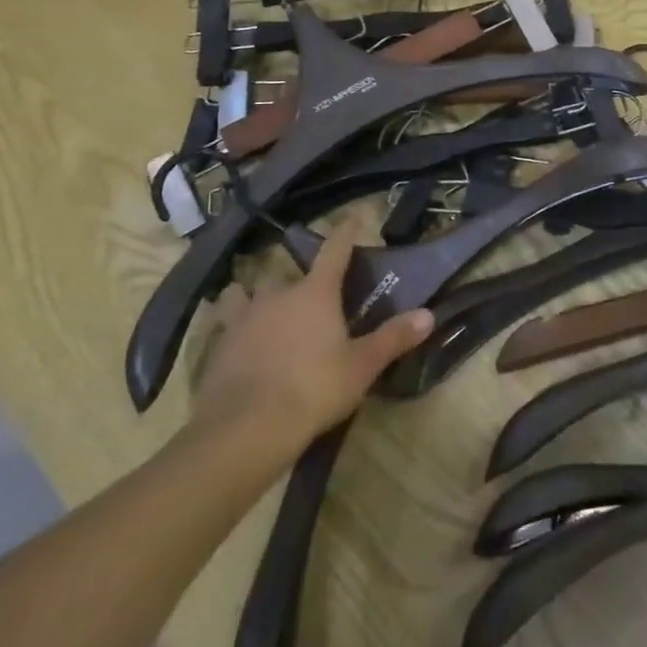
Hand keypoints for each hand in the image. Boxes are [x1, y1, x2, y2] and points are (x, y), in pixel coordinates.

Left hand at [190, 225, 432, 454]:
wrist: (245, 429)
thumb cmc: (313, 389)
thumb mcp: (361, 366)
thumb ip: (393, 338)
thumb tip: (428, 315)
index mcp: (316, 293)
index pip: (334, 250)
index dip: (345, 232)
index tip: (354, 216)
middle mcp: (278, 295)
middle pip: (289, 274)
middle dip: (300, 281)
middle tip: (311, 296)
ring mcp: (243, 319)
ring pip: (246, 293)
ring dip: (253, 296)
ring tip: (260, 307)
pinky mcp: (218, 346)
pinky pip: (226, 324)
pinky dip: (234, 328)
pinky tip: (238, 344)